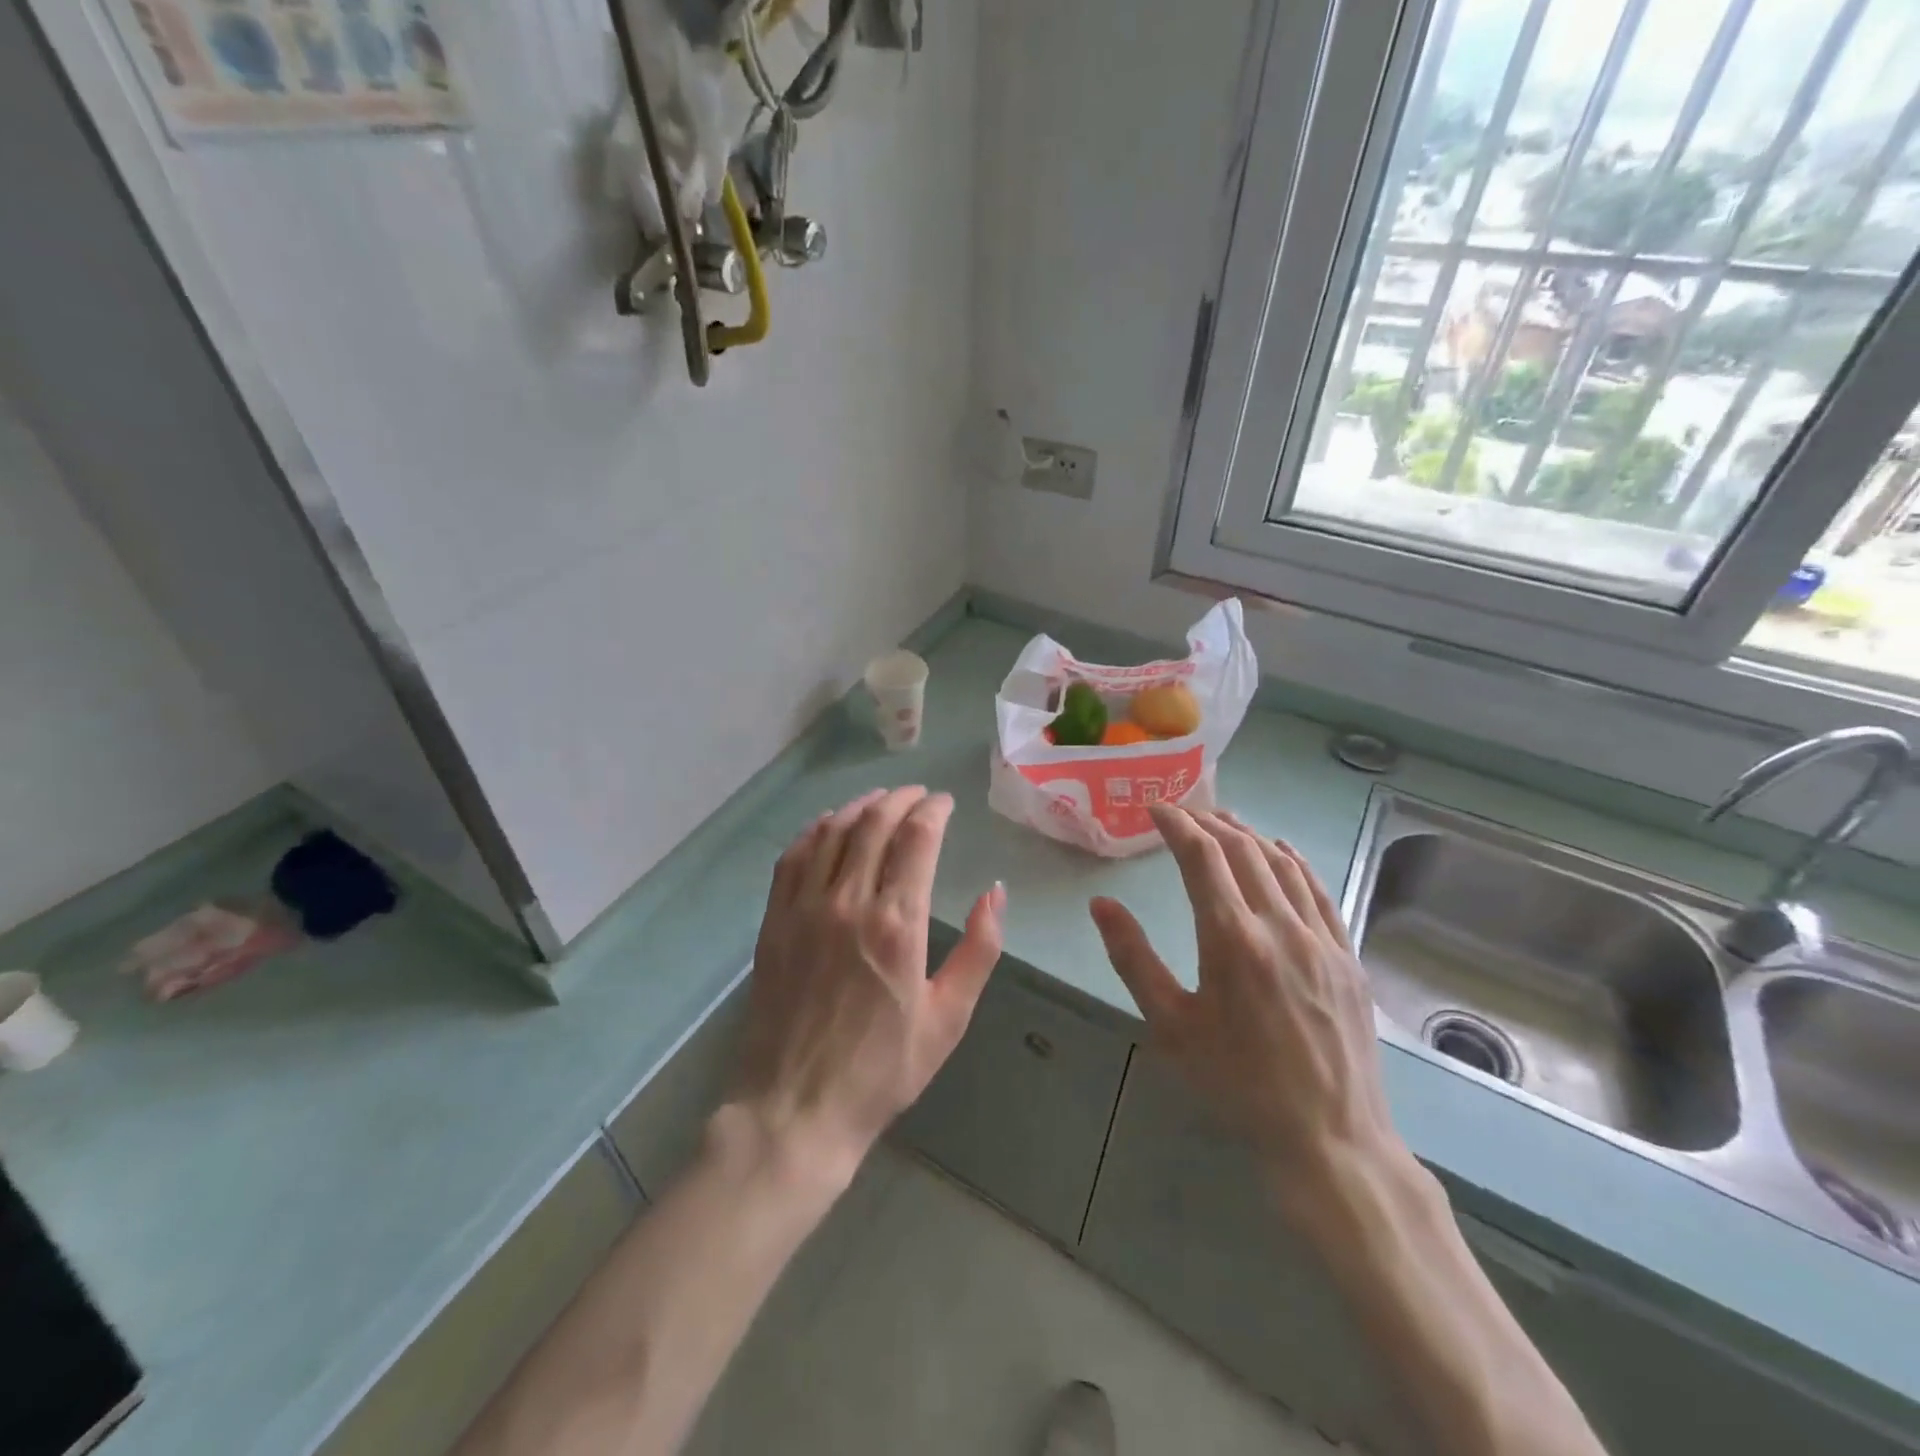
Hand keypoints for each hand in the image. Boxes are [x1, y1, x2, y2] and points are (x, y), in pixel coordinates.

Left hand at [731, 787, 1005, 1182]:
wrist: (796, 1110)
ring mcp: (805, 908)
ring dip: (860, 807)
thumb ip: (979, 949)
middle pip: (875, 823)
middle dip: (901, 799)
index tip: (946, 804)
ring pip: (833, 832)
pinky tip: (827, 824)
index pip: (917, 838)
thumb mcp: (949, 1018)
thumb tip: (995, 891)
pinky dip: (813, 830)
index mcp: (898, 924)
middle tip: (918, 795)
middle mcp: (849, 902)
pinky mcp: (775, 921)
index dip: (934, 810)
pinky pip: (792, 857)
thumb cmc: (882, 1070)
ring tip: (880, 799)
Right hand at [1089, 805, 1402, 1203]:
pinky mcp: (1347, 957)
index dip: (1177, 824)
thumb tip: (1102, 904)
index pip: (1202, 857)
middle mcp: (1280, 926)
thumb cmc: (1237, 1085)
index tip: (1156, 807)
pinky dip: (1293, 862)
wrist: (1330, 1139)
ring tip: (1223, 822)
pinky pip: (1318, 891)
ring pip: (1283, 864)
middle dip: (1209, 822)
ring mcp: (1322, 939)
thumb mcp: (1170, 1026)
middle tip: (1183, 812)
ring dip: (1249, 835)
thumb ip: (1133, 958)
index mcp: (1232, 939)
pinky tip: (1281, 853)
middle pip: (1243, 850)